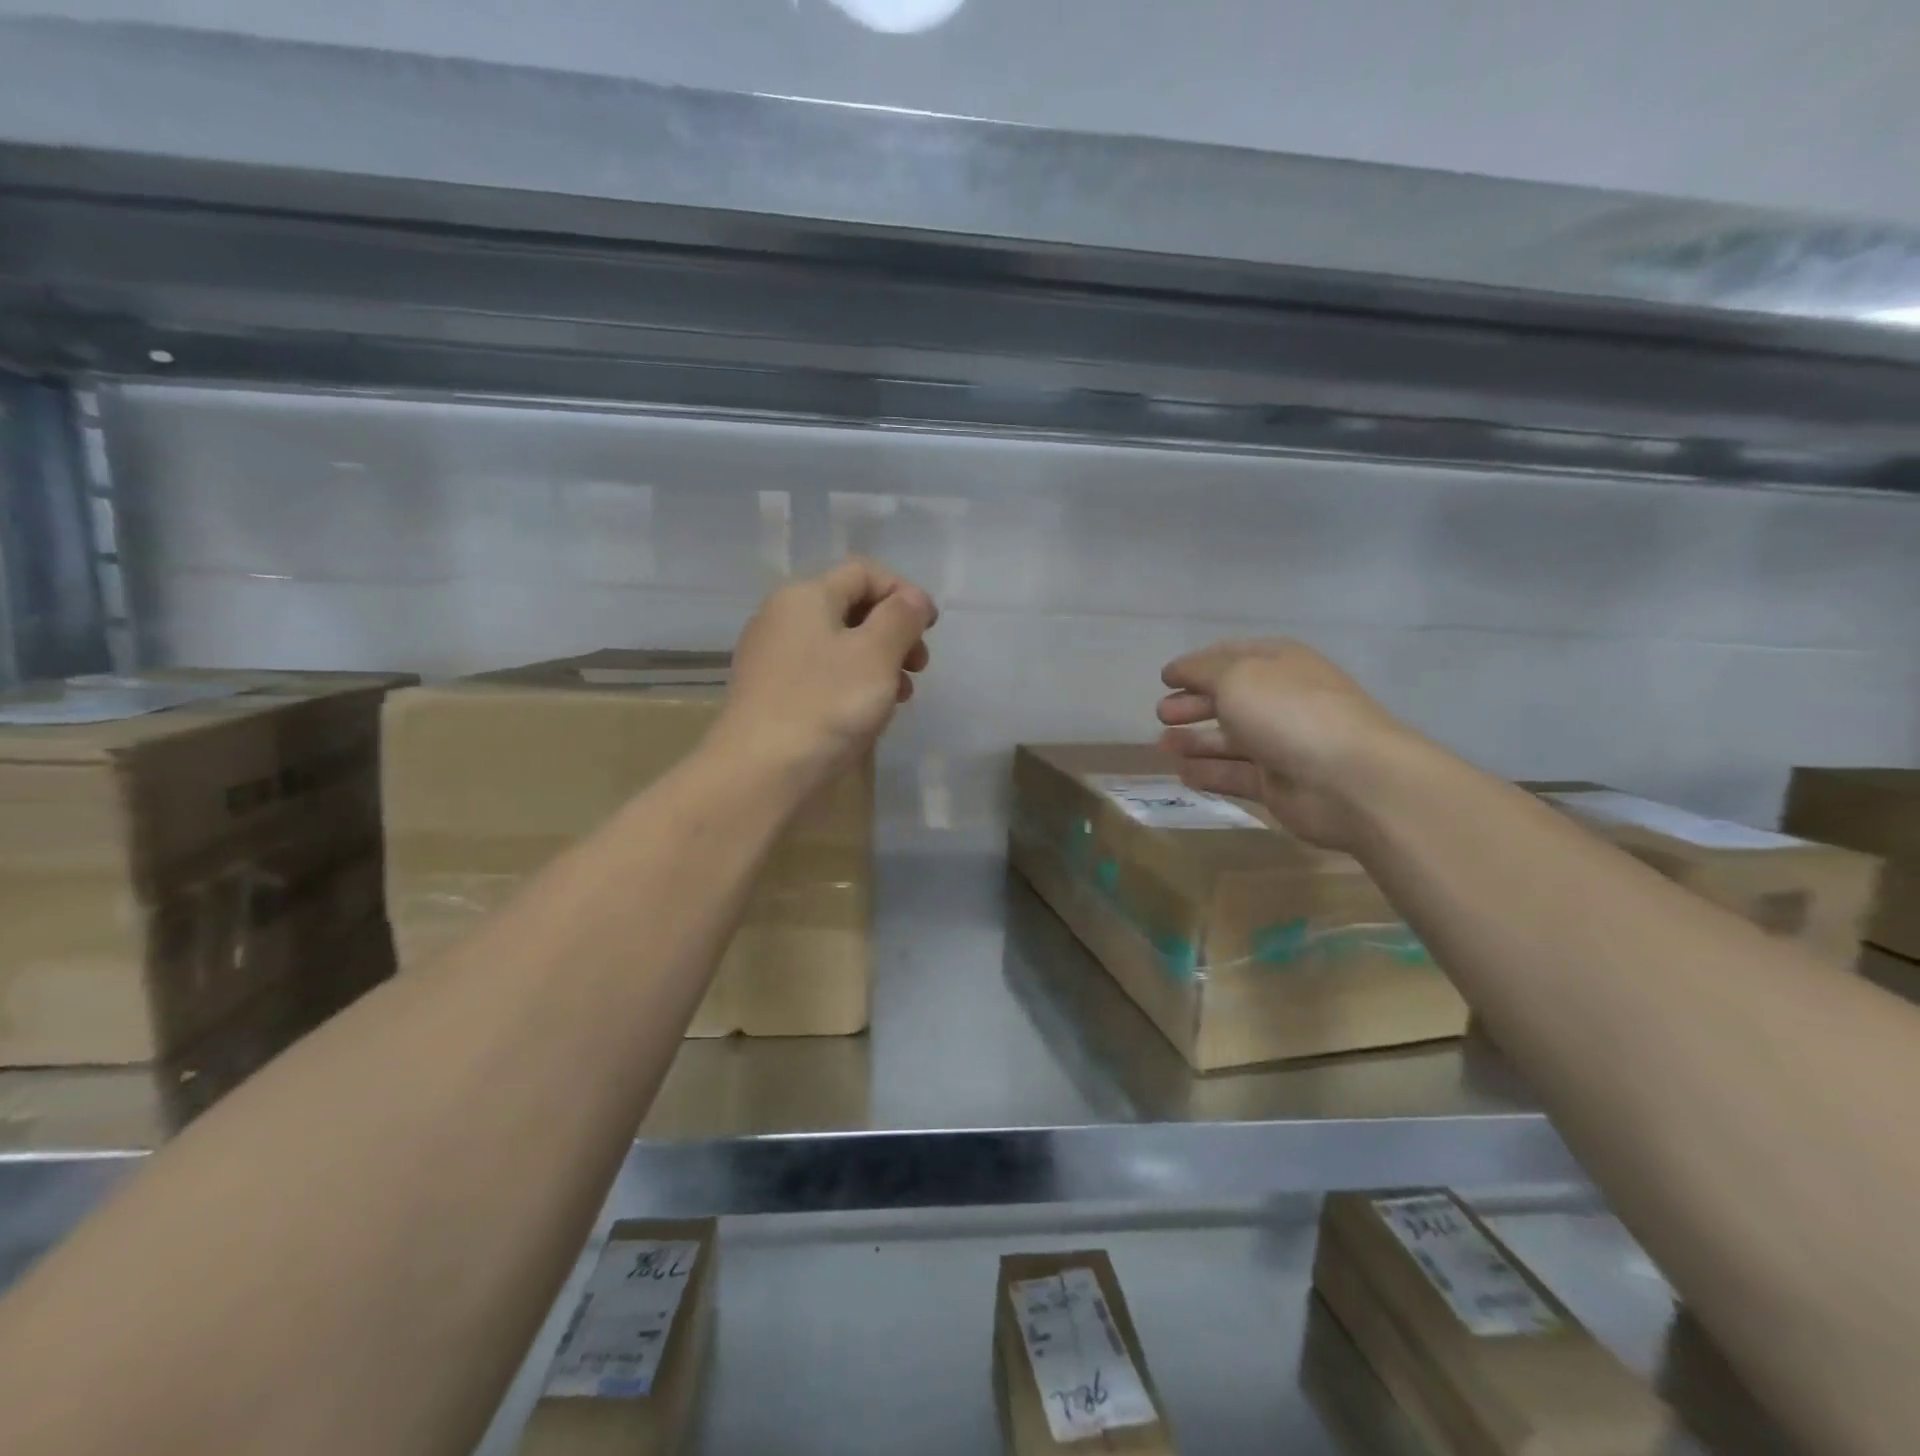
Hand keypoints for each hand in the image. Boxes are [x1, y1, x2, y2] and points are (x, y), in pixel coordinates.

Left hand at [712, 559, 936, 786]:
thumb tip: (913, 598)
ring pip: (838, 645)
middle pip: (851, 608)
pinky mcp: (770, 694)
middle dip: (894, 631)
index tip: (931, 629)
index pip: (864, 572)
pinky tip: (867, 714)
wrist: (760, 773)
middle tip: (919, 666)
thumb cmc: (826, 705)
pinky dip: (851, 684)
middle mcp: (782, 618)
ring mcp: (772, 658)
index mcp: (805, 596)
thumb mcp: (876, 654)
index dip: (904, 592)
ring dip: (878, 662)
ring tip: (900, 697)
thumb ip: (901, 618)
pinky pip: (821, 674)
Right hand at [1157, 638, 1407, 850]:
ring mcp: (1281, 744)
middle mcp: (1281, 700)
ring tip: (1163, 745)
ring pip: (1229, 740)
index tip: (1165, 678)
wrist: (1350, 779)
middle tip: (1162, 714)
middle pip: (1229, 699)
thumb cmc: (1289, 713)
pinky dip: (1208, 772)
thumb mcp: (1236, 676)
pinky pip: (1235, 775)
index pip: (1231, 656)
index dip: (1196, 665)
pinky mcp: (1278, 785)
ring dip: (1195, 740)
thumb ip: (1200, 671)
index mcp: (1278, 663)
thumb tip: (1177, 671)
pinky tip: (1183, 773)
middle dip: (1193, 704)